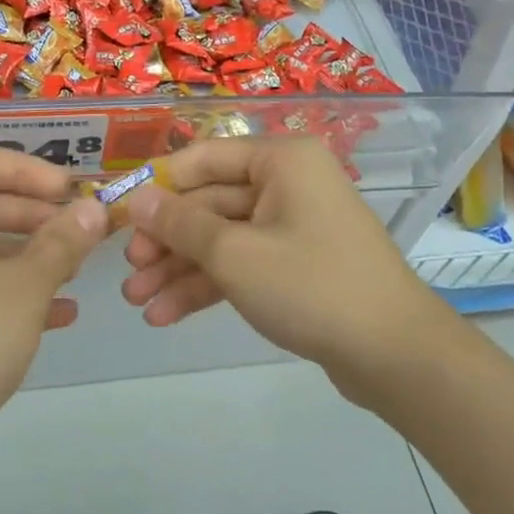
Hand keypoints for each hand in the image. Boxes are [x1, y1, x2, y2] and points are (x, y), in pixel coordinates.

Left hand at [0, 148, 106, 439]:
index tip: (70, 191)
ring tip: (74, 271)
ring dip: (25, 254)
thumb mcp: (26, 285)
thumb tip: (93, 210)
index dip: (30, 170)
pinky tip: (56, 315)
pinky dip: (4, 288)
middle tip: (78, 231)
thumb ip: (62, 242)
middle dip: (34, 215)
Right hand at [121, 138, 457, 399]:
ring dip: (179, 269)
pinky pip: (242, 263)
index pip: (202, 158)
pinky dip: (208, 286)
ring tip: (138, 302)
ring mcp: (292, 225)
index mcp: (280, 160)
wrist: (396, 356)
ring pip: (221, 238)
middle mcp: (287, 183)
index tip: (118, 214)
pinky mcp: (295, 264)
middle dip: (166, 241)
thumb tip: (137, 198)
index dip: (157, 185)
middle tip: (128, 272)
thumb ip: (180, 224)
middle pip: (209, 202)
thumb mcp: (235, 254)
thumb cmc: (311, 286)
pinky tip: (167, 315)